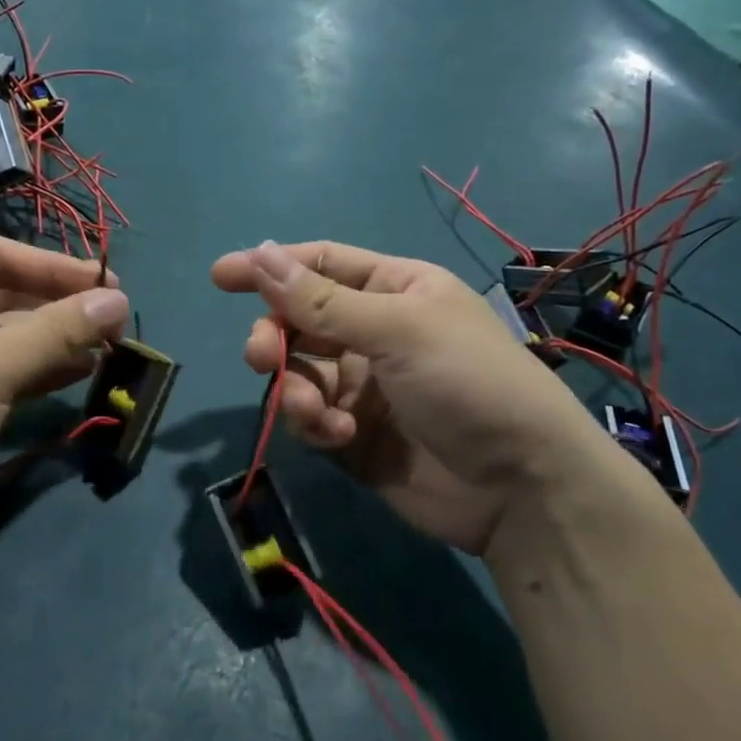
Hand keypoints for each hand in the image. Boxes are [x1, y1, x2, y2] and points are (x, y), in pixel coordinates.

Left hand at [0, 237, 127, 571]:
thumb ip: (56, 331)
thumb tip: (119, 302)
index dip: (56, 269)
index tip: (110, 286)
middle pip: (0, 295)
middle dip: (56, 308)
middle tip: (113, 323)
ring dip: (51, 342)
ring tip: (106, 350)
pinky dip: (32, 372)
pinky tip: (75, 375)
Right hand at [211, 240, 603, 556]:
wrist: (520, 488)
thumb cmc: (468, 383)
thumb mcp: (397, 330)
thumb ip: (321, 300)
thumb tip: (258, 253)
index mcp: (395, 290)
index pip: (321, 265)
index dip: (271, 267)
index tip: (220, 276)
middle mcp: (374, 332)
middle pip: (299, 320)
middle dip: (275, 336)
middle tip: (261, 356)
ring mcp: (363, 385)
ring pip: (298, 372)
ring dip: (294, 389)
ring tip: (313, 411)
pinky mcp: (354, 434)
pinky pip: (310, 418)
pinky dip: (313, 425)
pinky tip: (337, 437)